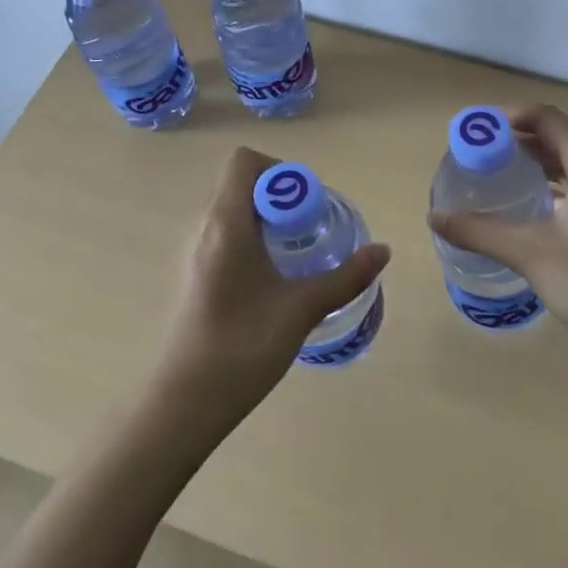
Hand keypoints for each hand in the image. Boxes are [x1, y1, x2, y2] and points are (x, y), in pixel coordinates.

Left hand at [154, 146, 390, 434]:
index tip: (307, 206)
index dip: (281, 172)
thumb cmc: (242, 347)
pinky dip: (251, 240)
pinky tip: (272, 280)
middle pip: (241, 184)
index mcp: (225, 224)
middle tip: (310, 230)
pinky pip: (224, 236)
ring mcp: (193, 253)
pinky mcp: (192, 276)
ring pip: (233, 211)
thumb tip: (383, 250)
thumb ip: (346, 276)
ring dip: (267, 220)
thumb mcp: (303, 308)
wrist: (184, 405)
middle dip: (281, 197)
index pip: (245, 162)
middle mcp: (203, 228)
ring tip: (296, 256)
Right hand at [429, 105, 567, 360]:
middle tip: (479, 155)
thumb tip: (435, 218)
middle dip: (518, 140)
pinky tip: (533, 203)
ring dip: (538, 161)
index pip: (547, 118)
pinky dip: (557, 180)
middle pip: (560, 136)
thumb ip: (480, 231)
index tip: (477, 131)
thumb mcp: (530, 253)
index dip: (509, 117)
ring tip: (499, 175)